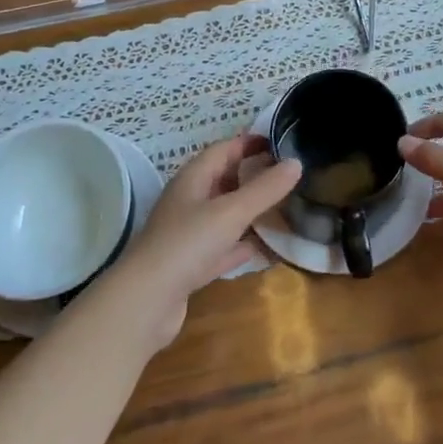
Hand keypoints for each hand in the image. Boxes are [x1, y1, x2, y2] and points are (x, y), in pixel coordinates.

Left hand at [105, 134, 299, 350]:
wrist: (146, 301)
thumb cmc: (187, 244)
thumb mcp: (231, 212)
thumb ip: (265, 189)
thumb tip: (296, 163)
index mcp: (193, 179)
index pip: (223, 149)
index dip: (250, 143)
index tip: (281, 142)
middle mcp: (188, 201)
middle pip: (223, 179)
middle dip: (252, 175)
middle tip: (287, 175)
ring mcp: (187, 234)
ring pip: (223, 214)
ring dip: (248, 210)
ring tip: (282, 207)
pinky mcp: (190, 265)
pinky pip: (221, 246)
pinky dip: (241, 244)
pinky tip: (262, 248)